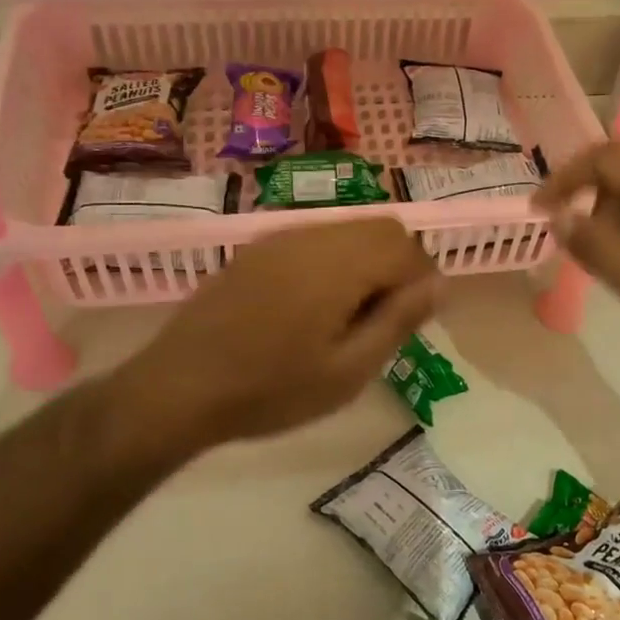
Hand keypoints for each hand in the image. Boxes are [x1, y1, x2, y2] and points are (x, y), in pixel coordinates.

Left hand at [119, 217, 440, 448]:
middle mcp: (311, 236)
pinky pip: (313, 240)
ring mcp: (279, 239)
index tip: (410, 323)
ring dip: (364, 263)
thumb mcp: (348, 370)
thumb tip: (440, 283)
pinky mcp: (256, 250)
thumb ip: (399, 320)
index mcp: (339, 263)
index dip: (421, 281)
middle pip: (379, 229)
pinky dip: (332, 262)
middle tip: (381, 322)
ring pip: (346, 231)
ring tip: (346, 319)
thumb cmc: (271, 390)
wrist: (178, 388)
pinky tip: (310, 309)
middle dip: (397, 266)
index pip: (405, 247)